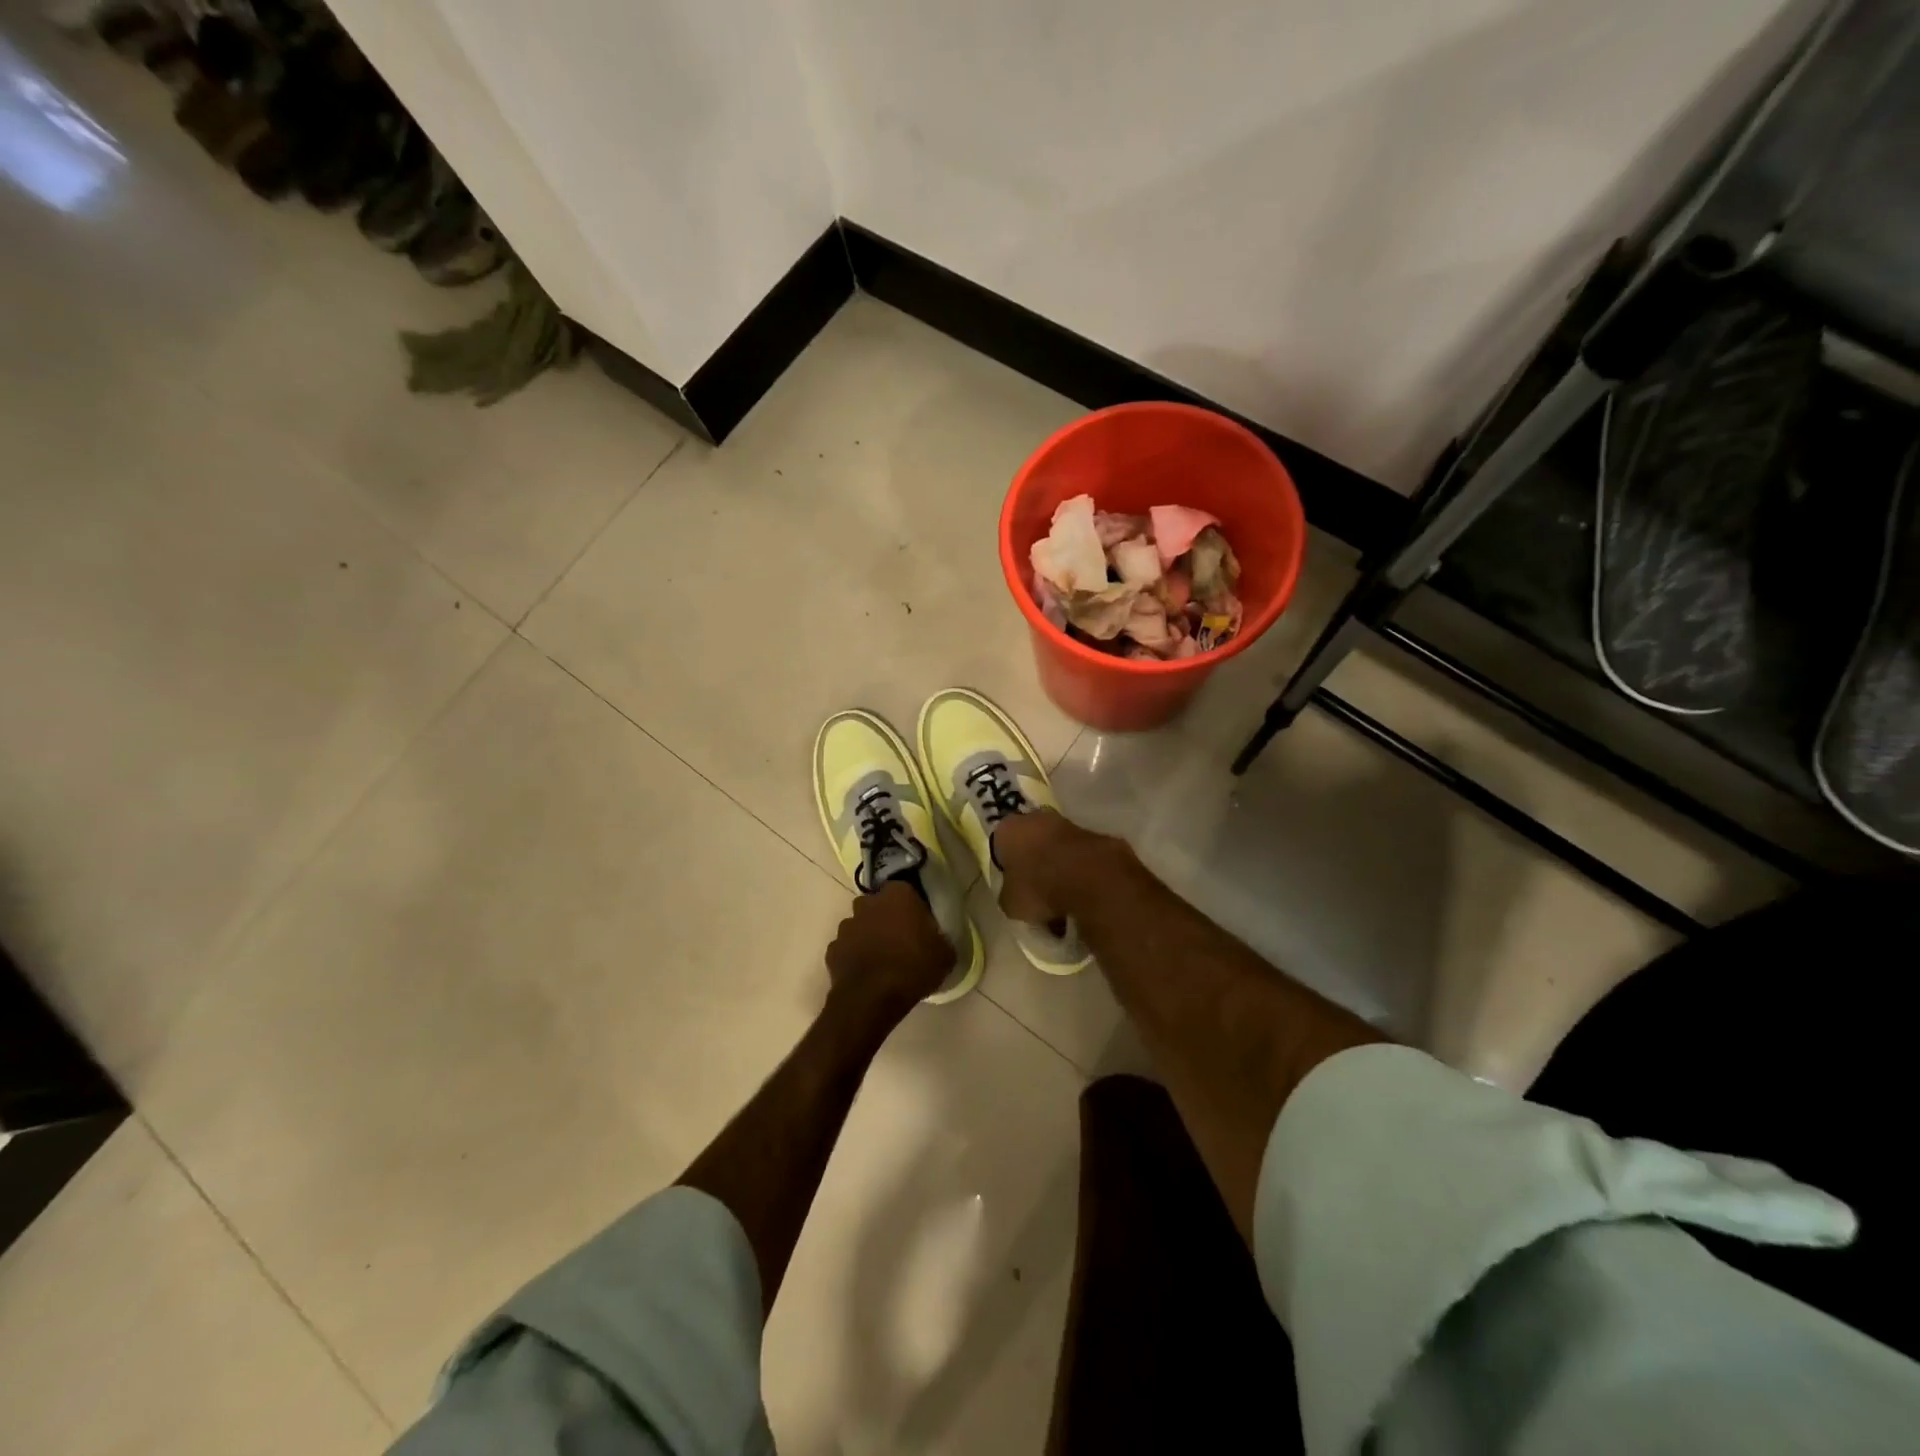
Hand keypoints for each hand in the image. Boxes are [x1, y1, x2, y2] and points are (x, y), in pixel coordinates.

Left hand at [825, 881, 954, 1022]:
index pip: (905, 890)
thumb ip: (940, 938)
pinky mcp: (832, 949)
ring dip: (869, 936)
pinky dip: (854, 956)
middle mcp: (868, 903)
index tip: (919, 923)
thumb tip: (936, 938)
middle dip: (887, 917)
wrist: (871, 999)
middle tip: (901, 939)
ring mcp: (847, 926)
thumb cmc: (913, 968)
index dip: (912, 906)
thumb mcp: (945, 954)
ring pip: (860, 925)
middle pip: (878, 904)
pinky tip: (867, 973)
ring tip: (882, 959)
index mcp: (897, 895)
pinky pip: (847, 947)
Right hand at [991, 809, 1102, 927]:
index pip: (1000, 845)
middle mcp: (1036, 818)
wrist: (1091, 880)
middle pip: (1031, 843)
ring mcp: (1069, 824)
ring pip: (1058, 849)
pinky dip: (1080, 873)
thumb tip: (1014, 895)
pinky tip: (1082, 897)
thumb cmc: (1038, 888)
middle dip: (1034, 865)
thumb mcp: (1010, 903)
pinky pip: (1080, 858)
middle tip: (1037, 893)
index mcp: (1008, 829)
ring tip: (1063, 901)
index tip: (1013, 886)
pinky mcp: (1095, 836)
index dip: (1006, 867)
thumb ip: (1008, 895)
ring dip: (1059, 869)